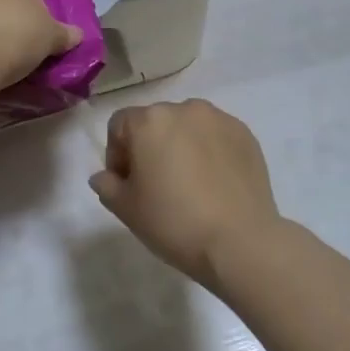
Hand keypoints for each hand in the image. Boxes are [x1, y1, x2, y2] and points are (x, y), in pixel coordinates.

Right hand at [89, 99, 281, 288]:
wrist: (240, 242)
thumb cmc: (174, 222)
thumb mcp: (127, 210)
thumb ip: (107, 185)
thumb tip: (104, 176)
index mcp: (149, 121)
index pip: (119, 125)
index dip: (117, 154)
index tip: (127, 185)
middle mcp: (184, 108)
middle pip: (155, 122)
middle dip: (150, 148)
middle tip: (157, 186)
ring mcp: (218, 119)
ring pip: (187, 126)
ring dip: (181, 146)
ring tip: (190, 183)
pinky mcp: (245, 133)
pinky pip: (216, 136)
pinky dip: (210, 151)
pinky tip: (215, 183)